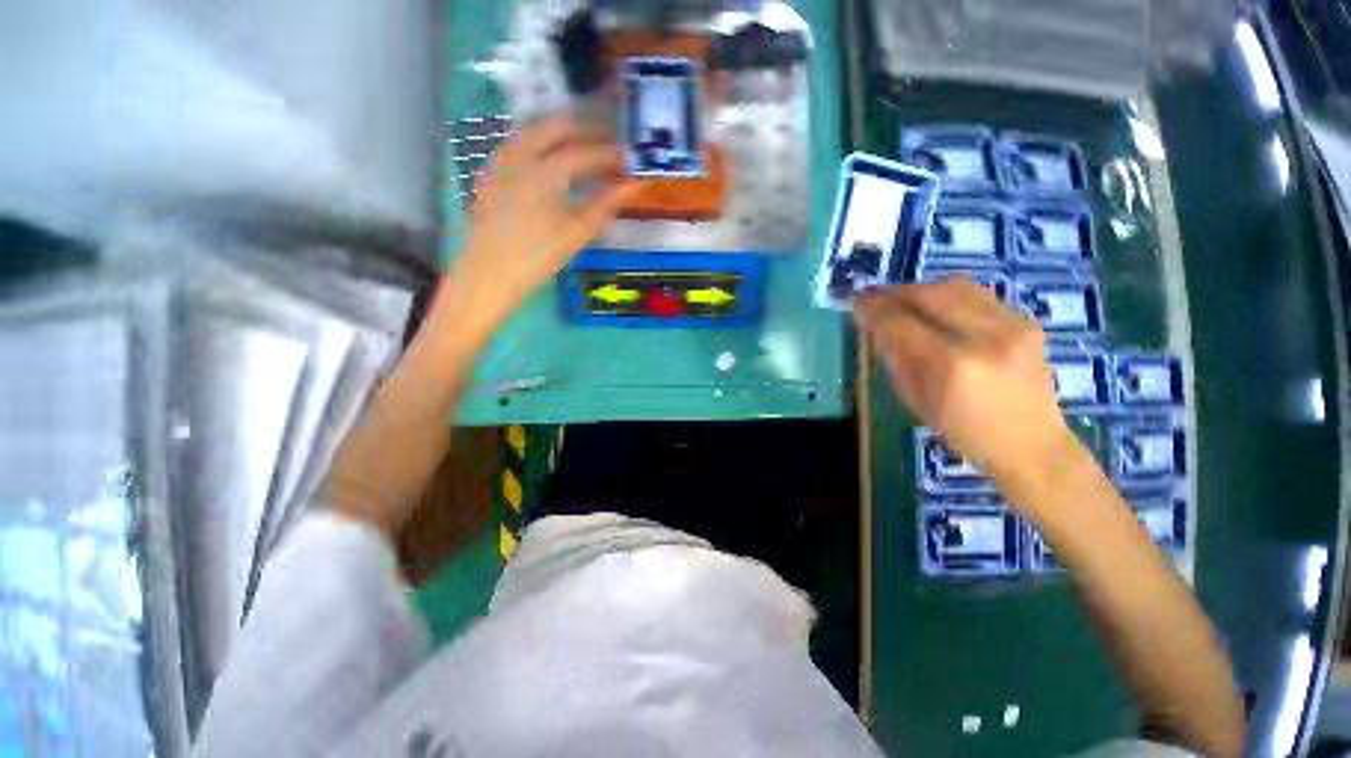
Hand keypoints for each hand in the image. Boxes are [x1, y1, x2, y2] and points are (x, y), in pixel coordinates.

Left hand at [446, 114, 638, 324]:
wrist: (488, 274)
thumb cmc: (537, 257)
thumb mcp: (576, 234)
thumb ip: (606, 205)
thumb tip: (633, 186)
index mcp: (544, 171)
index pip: (584, 151)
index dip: (609, 152)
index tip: (629, 156)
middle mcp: (520, 155)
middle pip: (556, 126)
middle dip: (585, 130)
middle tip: (608, 143)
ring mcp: (500, 160)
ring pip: (534, 130)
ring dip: (562, 134)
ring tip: (583, 149)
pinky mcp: (490, 172)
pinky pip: (518, 144)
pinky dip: (541, 144)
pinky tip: (549, 161)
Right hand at [854, 281, 1078, 504]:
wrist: (1033, 444)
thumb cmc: (966, 432)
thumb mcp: (917, 400)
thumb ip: (895, 358)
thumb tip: (874, 327)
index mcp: (952, 365)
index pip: (902, 324)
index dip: (875, 310)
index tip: (857, 303)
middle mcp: (985, 336)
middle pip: (930, 295)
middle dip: (895, 292)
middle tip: (874, 294)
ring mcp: (1012, 325)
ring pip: (956, 287)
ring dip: (921, 289)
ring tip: (901, 297)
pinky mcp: (1027, 321)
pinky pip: (978, 294)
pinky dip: (949, 293)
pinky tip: (935, 303)